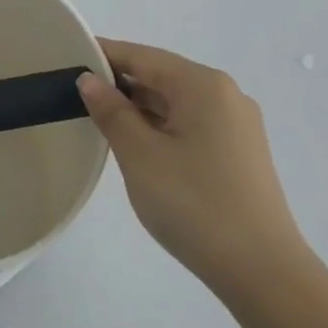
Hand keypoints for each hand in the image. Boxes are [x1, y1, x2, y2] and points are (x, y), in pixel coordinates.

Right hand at [77, 40, 305, 297]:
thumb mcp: (139, 154)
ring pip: (174, 102)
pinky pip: (189, 123)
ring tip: (96, 120)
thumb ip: (111, 111)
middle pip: (160, 75)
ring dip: (137, 107)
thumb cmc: (194, 204)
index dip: (102, 55)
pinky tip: (134, 144)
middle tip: (71, 94)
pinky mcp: (238, 153)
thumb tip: (90, 80)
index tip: (65, 60)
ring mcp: (236, 125)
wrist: (262, 271)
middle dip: (118, 83)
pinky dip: (158, 126)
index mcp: (202, 85)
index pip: (141, 56)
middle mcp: (225, 95)